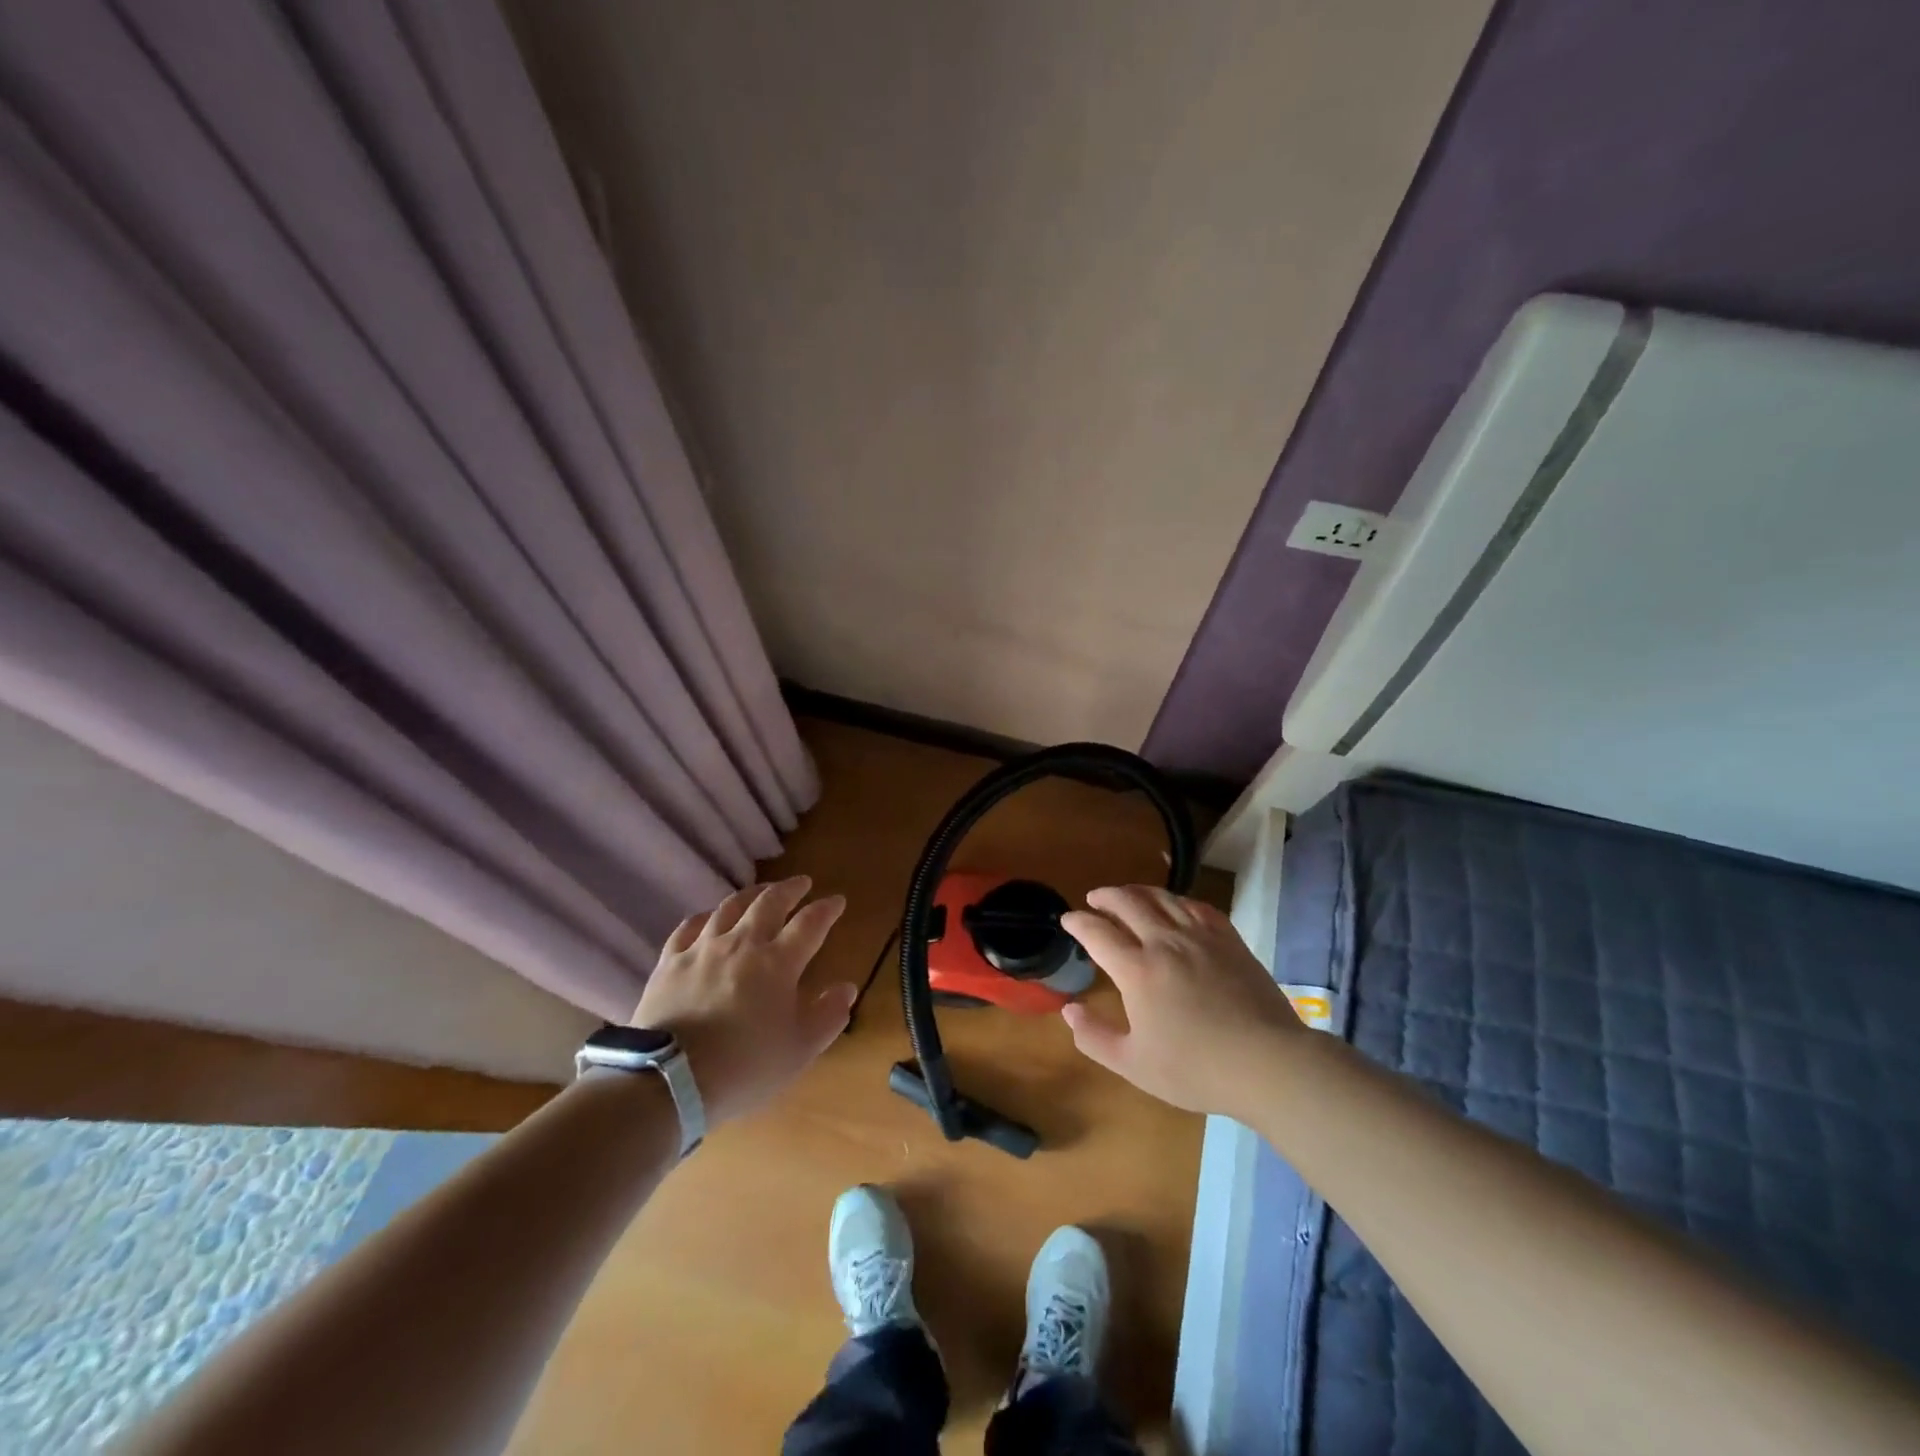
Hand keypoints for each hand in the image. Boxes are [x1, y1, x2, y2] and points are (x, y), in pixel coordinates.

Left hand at [630, 876, 854, 1125]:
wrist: (669, 1081)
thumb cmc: (744, 1067)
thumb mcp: (799, 1050)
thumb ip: (828, 1016)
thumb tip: (847, 988)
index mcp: (778, 962)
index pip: (810, 923)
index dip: (826, 909)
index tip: (837, 900)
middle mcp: (742, 944)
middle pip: (770, 902)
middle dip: (790, 889)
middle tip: (802, 883)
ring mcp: (702, 949)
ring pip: (730, 907)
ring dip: (751, 895)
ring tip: (761, 892)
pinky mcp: (670, 962)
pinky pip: (688, 927)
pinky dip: (705, 917)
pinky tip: (709, 918)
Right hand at [1059, 885, 1306, 1118]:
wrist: (1268, 1063)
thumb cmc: (1196, 1069)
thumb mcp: (1134, 1065)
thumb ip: (1095, 1037)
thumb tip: (1069, 1010)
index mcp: (1137, 970)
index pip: (1098, 933)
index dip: (1078, 922)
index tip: (1068, 920)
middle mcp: (1165, 942)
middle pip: (1128, 903)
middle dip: (1105, 896)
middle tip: (1094, 898)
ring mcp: (1200, 937)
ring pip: (1163, 898)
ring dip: (1138, 891)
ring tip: (1128, 894)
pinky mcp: (1229, 940)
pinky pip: (1198, 906)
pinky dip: (1178, 900)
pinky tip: (1176, 905)